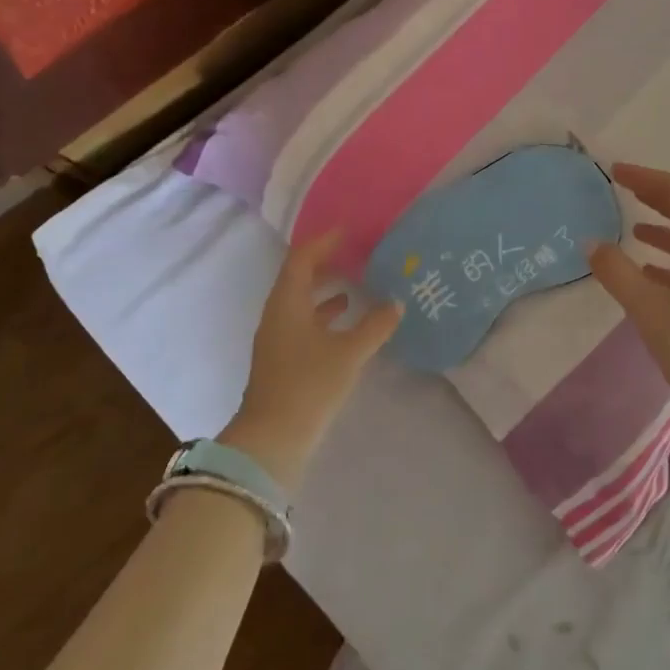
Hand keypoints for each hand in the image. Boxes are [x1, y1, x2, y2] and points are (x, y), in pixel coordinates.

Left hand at [223, 231, 401, 489]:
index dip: (323, 242)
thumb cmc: (309, 385)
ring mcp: (277, 338)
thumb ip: (375, 325)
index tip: (347, 231)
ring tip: (354, 284)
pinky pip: (303, 323)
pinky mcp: (282, 359)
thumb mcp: (349, 353)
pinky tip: (346, 322)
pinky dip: (324, 315)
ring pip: (300, 302)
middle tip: (353, 254)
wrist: (273, 438)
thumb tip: (396, 302)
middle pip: (298, 277)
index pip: (301, 258)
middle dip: (324, 263)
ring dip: (324, 289)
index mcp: (287, 303)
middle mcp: (277, 314)